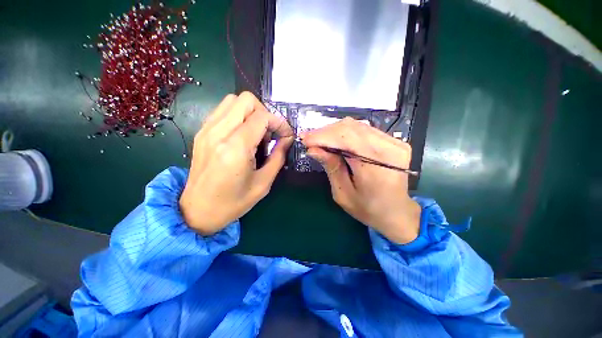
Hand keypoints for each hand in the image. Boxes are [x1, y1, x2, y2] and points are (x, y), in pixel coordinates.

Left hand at [179, 92, 293, 234]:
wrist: (197, 211)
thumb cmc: (233, 202)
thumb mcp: (264, 183)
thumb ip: (278, 157)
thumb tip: (287, 139)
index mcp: (235, 148)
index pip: (262, 117)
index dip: (279, 123)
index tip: (285, 135)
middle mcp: (218, 132)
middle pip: (246, 100)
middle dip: (265, 113)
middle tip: (269, 133)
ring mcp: (206, 130)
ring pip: (233, 101)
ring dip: (251, 113)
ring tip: (256, 134)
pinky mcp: (201, 132)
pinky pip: (223, 111)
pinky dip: (238, 116)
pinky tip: (242, 135)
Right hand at [301, 117, 420, 244]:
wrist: (397, 213)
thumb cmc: (368, 209)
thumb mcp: (343, 193)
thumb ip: (331, 167)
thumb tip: (313, 149)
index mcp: (377, 166)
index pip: (346, 138)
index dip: (322, 135)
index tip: (304, 139)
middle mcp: (390, 148)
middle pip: (351, 128)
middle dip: (325, 132)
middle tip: (309, 139)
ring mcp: (395, 142)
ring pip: (357, 126)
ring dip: (334, 131)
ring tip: (319, 140)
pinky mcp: (394, 141)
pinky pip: (364, 130)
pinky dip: (346, 133)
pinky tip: (335, 140)